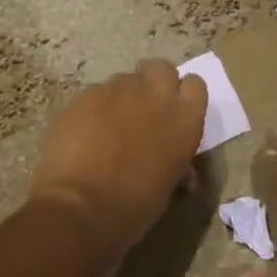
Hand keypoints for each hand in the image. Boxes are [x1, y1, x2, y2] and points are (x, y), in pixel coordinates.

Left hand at [27, 60, 206, 255]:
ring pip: (126, 79)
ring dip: (123, 96)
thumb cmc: (133, 208)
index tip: (174, 111)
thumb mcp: (168, 187)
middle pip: (162, 68)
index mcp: (184, 120)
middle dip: (154, 82)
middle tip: (143, 109)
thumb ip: (177, 163)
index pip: (195, 85)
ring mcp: (119, 89)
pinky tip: (85, 132)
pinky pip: (97, 92)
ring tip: (109, 125)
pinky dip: (95, 107)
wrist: (81, 207)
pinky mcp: (88, 93)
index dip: (183, 95)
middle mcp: (156, 95)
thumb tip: (183, 171)